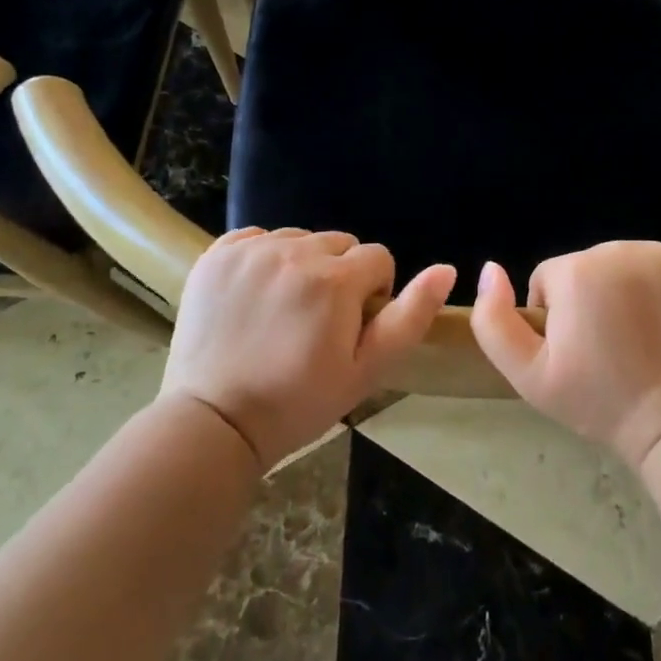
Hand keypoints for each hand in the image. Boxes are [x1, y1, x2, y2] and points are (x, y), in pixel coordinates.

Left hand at [163, 227, 455, 470]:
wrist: (213, 422)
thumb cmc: (298, 403)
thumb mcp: (366, 370)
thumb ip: (410, 317)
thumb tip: (446, 269)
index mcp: (335, 279)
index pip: (377, 258)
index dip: (373, 294)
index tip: (350, 328)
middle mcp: (294, 251)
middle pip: (339, 243)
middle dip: (339, 275)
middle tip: (317, 322)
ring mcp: (251, 250)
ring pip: (299, 239)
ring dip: (302, 265)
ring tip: (283, 311)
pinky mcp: (218, 254)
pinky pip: (257, 238)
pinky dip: (263, 259)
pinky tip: (254, 296)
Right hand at [471, 242, 660, 469]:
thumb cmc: (600, 401)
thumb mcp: (528, 375)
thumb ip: (494, 321)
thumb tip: (490, 269)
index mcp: (575, 270)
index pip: (551, 279)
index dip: (556, 316)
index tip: (577, 351)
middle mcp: (619, 249)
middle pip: (590, 266)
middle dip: (593, 299)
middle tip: (610, 346)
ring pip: (629, 264)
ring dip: (630, 290)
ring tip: (642, 336)